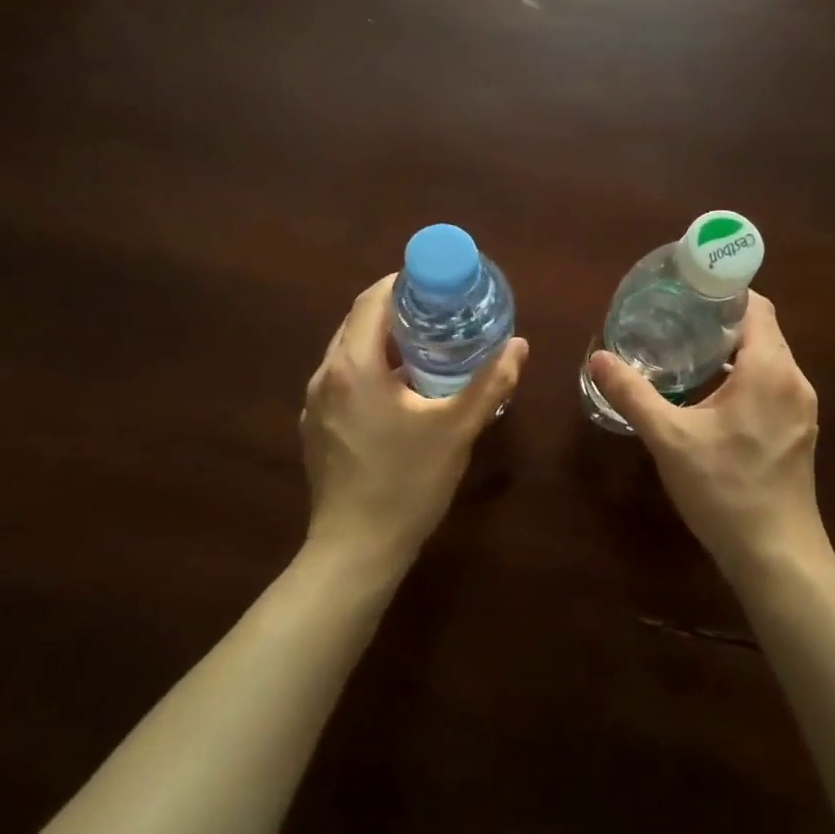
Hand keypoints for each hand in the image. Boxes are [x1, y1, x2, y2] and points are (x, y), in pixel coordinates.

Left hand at [302, 274, 528, 562]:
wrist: (355, 550)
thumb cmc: (407, 483)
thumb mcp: (457, 429)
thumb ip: (491, 383)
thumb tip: (520, 345)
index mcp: (353, 366)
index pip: (372, 301)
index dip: (402, 283)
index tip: (436, 283)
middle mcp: (325, 376)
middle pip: (357, 323)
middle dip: (396, 311)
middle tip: (439, 312)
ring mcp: (315, 405)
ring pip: (348, 353)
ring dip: (383, 342)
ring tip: (426, 347)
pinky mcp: (316, 429)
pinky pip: (343, 381)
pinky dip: (370, 370)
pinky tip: (400, 391)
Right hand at [587, 293, 828, 579]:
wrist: (776, 556)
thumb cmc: (724, 489)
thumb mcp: (669, 439)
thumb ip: (632, 394)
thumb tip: (599, 358)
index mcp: (769, 369)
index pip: (756, 306)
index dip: (724, 292)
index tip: (687, 292)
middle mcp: (794, 380)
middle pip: (762, 331)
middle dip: (721, 321)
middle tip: (677, 321)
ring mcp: (801, 408)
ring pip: (768, 360)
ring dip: (733, 352)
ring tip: (689, 353)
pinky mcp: (799, 432)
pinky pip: (773, 385)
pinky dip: (745, 378)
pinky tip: (712, 397)